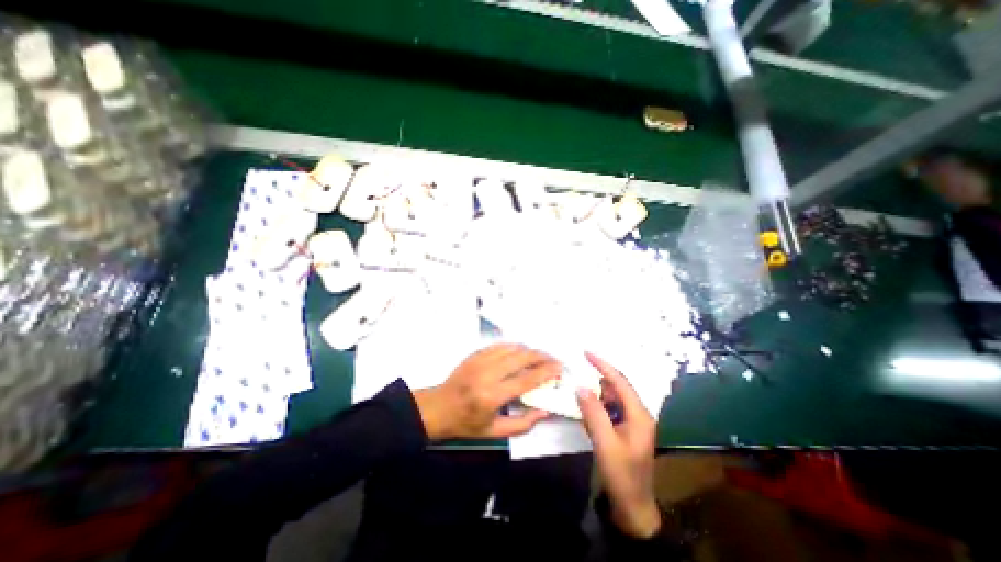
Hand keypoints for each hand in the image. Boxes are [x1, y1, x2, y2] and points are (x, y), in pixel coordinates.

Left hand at [411, 345, 559, 439]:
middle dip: (541, 357)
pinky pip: (500, 345)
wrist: (438, 408)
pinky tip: (521, 353)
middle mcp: (488, 373)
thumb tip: (545, 410)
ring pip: (512, 348)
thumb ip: (523, 424)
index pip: (526, 379)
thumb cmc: (466, 424)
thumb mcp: (495, 433)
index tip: (559, 368)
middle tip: (553, 361)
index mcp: (492, 396)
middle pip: (521, 357)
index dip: (546, 372)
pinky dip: (514, 347)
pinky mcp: (476, 354)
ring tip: (539, 358)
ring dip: (529, 351)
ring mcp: (480, 360)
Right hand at [574, 350, 661, 539]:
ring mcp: (631, 422)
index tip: (586, 352)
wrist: (633, 508)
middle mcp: (638, 413)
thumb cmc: (622, 476)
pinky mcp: (624, 429)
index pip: (620, 381)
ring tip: (580, 399)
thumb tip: (580, 386)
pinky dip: (596, 408)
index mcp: (639, 414)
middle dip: (597, 382)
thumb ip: (593, 413)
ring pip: (610, 399)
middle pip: (615, 388)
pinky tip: (587, 416)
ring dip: (595, 397)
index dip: (603, 365)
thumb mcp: (605, 444)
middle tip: (577, 378)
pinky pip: (608, 410)